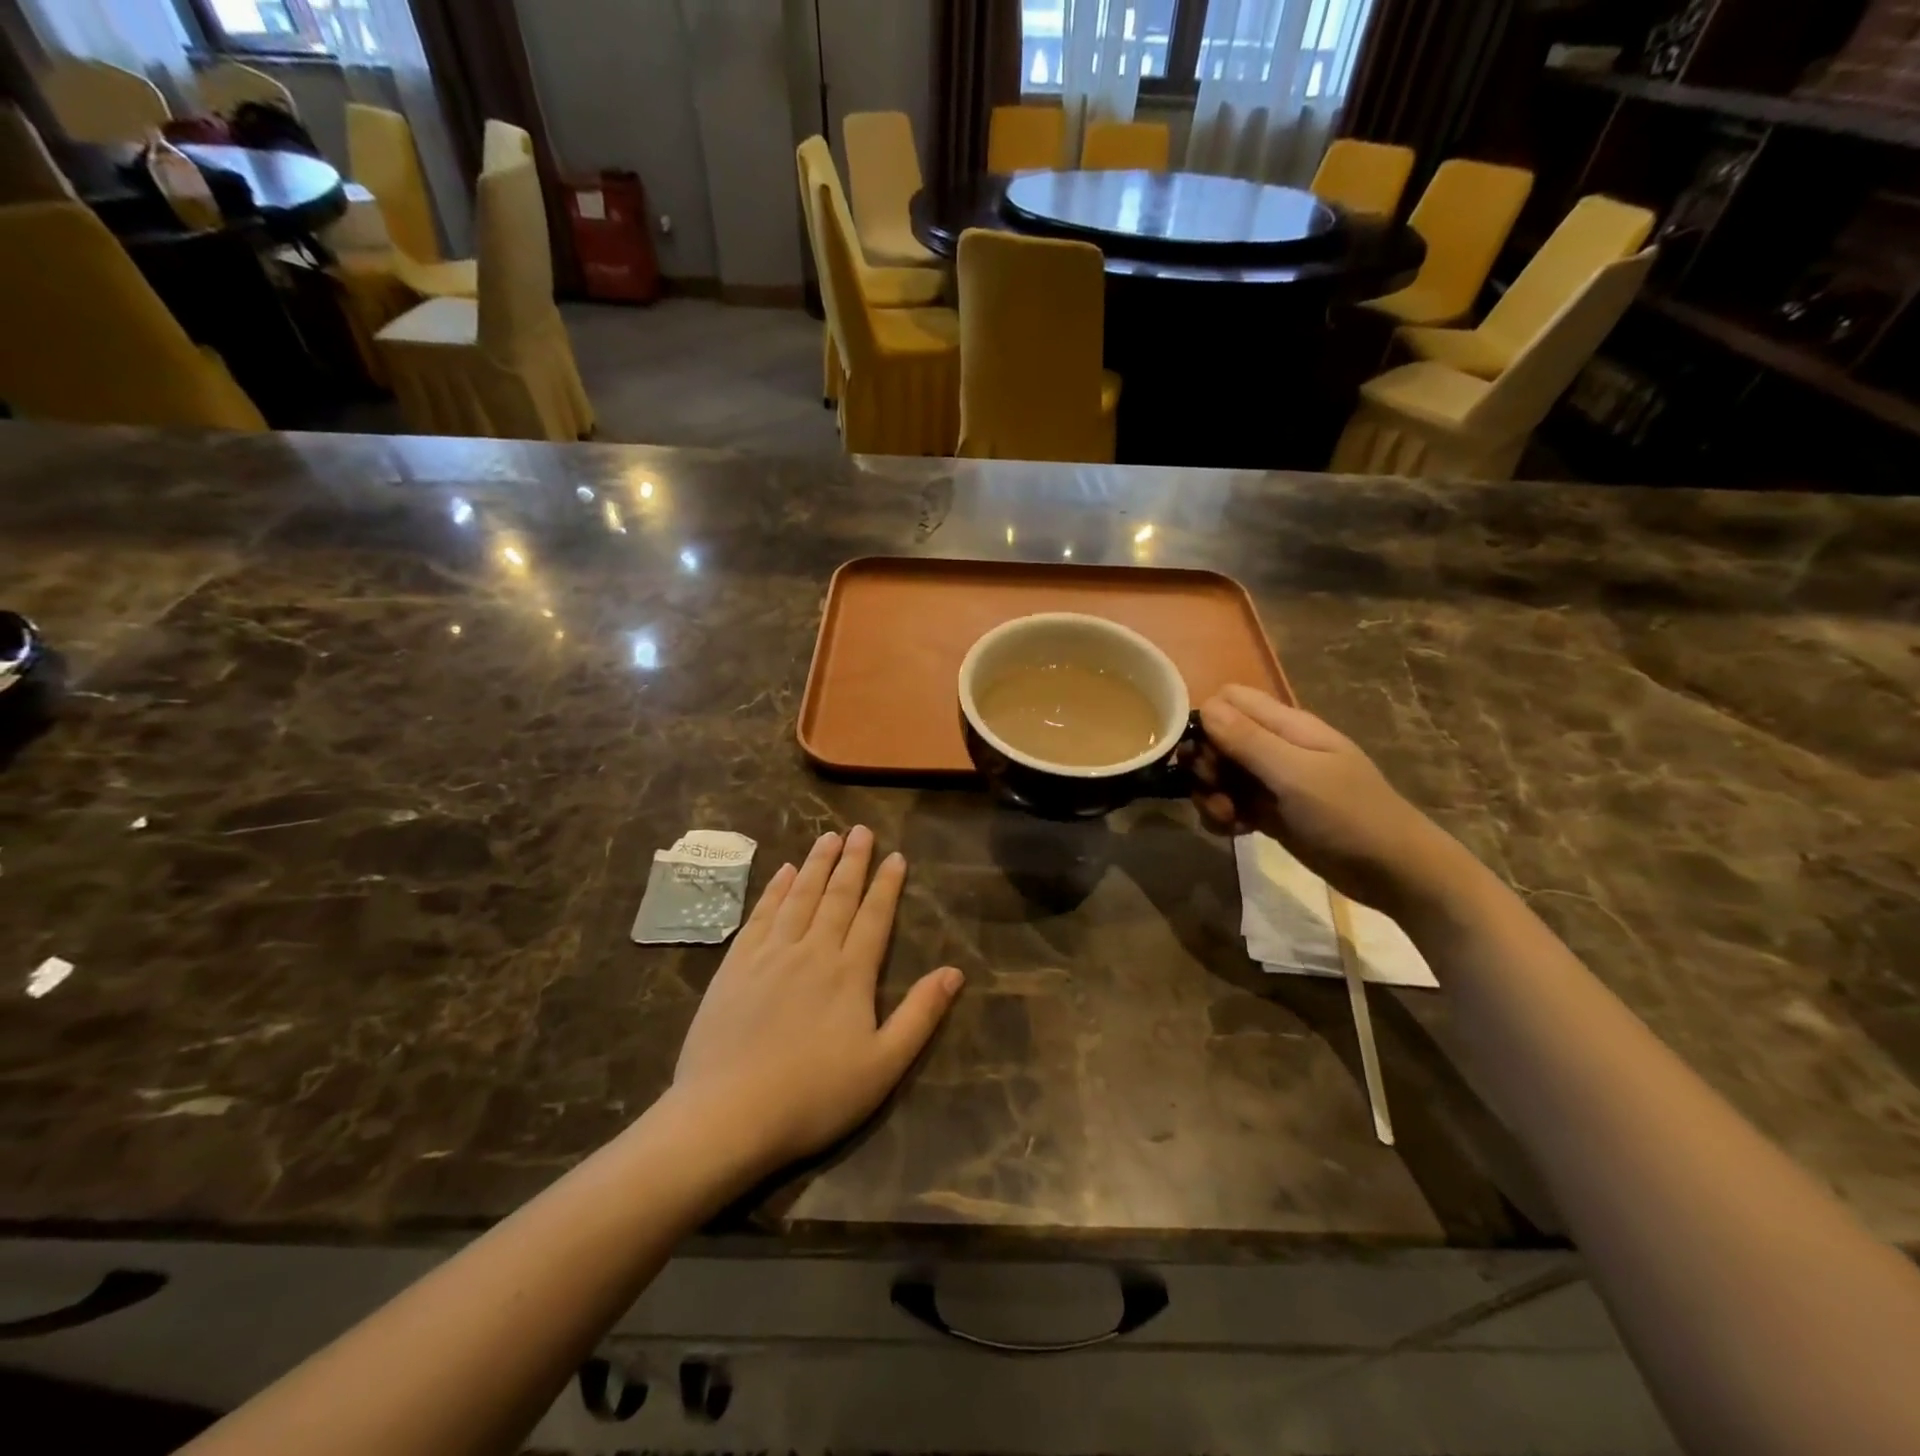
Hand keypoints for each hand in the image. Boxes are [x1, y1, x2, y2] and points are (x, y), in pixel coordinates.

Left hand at [670, 827, 963, 1175]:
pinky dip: (774, 890)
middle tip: (861, 830)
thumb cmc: (813, 1096)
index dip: (887, 885)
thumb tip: (955, 972)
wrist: (727, 1115)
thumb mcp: (883, 1066)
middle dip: (852, 861)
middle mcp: (812, 951)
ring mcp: (769, 955)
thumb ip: (920, 1015)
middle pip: (837, 896)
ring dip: (816, 864)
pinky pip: (760, 915)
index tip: (895, 855)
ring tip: (828, 837)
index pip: (874, 916)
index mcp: (850, 973)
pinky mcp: (735, 966)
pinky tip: (782, 872)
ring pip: (798, 896)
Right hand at [1192, 685, 1463, 914]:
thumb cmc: (1349, 814)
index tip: (1202, 753)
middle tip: (1215, 789)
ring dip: (1211, 795)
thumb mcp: (1295, 775)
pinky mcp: (1269, 812)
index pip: (1229, 700)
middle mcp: (1275, 747)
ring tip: (1227, 817)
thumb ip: (1248, 741)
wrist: (1393, 871)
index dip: (1206, 721)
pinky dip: (1223, 816)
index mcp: (1287, 726)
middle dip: (1206, 765)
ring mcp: (1272, 781)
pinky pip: (1230, 803)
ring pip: (1220, 774)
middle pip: (1218, 738)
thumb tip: (1205, 707)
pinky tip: (1235, 832)